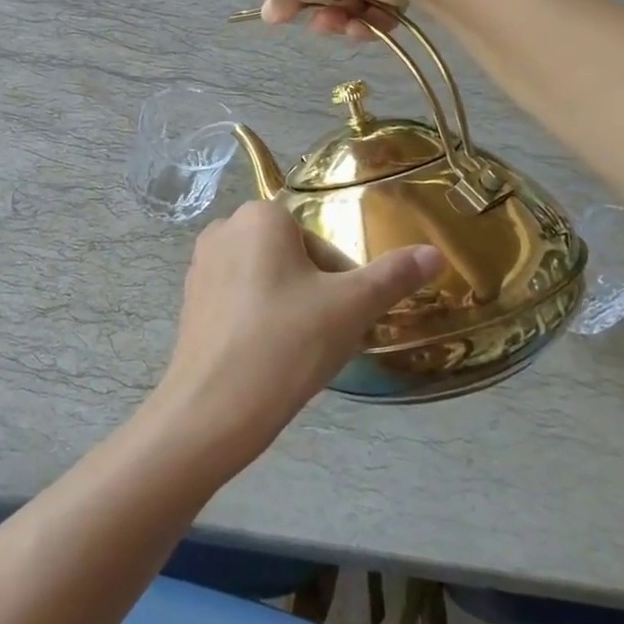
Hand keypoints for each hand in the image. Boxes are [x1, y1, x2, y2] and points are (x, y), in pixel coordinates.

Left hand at [151, 202, 444, 473]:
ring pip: (266, 280)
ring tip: (295, 352)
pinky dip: (258, 320)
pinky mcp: (189, 299)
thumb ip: (394, 276)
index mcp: (260, 215)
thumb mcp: (351, 307)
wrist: (213, 407)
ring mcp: (201, 264)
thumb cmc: (286, 343)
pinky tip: (266, 357)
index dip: (340, 282)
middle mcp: (224, 228)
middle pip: (292, 259)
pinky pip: (239, 300)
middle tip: (321, 338)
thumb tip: (435, 253)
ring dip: (289, 308)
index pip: (320, 243)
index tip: (342, 319)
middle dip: (315, 294)